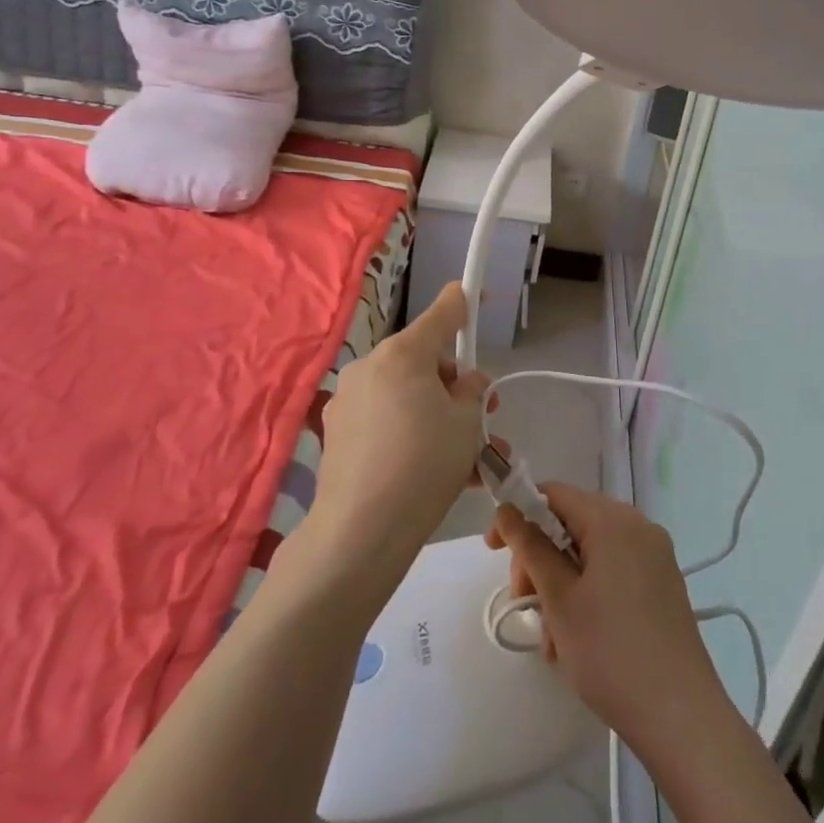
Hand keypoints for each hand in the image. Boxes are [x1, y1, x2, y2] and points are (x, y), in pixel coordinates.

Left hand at [310, 283, 492, 584]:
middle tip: (485, 418)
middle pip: (424, 361)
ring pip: (408, 397)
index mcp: (403, 354)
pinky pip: (387, 422)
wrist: (362, 531)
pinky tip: (437, 472)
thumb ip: (472, 391)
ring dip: (439, 416)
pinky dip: (413, 434)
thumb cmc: (425, 463)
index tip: (474, 291)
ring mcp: (349, 402)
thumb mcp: (467, 422)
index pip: (441, 314)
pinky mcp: (338, 435)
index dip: (463, 302)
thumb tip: (464, 383)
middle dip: (456, 385)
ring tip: (472, 458)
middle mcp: (370, 368)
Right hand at [485, 482, 726, 761]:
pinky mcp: (663, 582)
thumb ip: (530, 548)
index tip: (494, 551)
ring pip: (591, 552)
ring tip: (551, 637)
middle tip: (524, 602)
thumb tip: (508, 510)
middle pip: (573, 522)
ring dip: (561, 583)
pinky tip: (577, 637)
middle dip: (540, 558)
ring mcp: (655, 554)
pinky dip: (588, 592)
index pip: (554, 494)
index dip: (519, 515)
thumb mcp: (559, 600)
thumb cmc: (610, 653)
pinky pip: (614, 570)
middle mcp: (638, 525)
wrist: (680, 715)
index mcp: (613, 520)